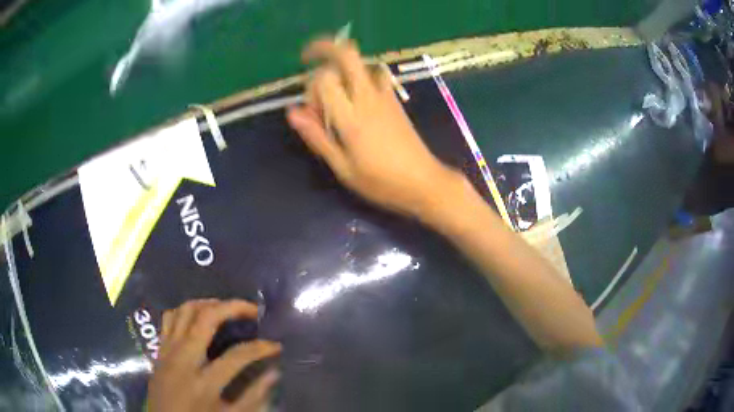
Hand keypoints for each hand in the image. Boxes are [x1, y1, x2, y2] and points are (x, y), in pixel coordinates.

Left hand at [148, 299, 281, 411]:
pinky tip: (200, 317)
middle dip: (233, 308)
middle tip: (252, 309)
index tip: (276, 345)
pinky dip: (186, 311)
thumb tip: (274, 373)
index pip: (237, 356)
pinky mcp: (160, 348)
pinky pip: (170, 318)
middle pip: (206, 319)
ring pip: (185, 310)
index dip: (261, 348)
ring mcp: (168, 350)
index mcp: (204, 383)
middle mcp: (183, 359)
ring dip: (209, 303)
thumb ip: (253, 397)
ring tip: (227, 309)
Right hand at [286, 39, 462, 217]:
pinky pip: (375, 75)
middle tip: (308, 58)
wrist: (424, 182)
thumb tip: (292, 112)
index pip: (324, 78)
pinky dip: (359, 75)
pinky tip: (355, 97)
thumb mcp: (343, 167)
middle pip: (347, 54)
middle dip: (325, 48)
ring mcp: (385, 96)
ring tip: (335, 87)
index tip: (311, 110)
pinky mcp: (395, 100)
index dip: (311, 87)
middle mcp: (368, 97)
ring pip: (362, 62)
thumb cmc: (381, 182)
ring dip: (343, 65)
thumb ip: (317, 136)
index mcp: (351, 116)